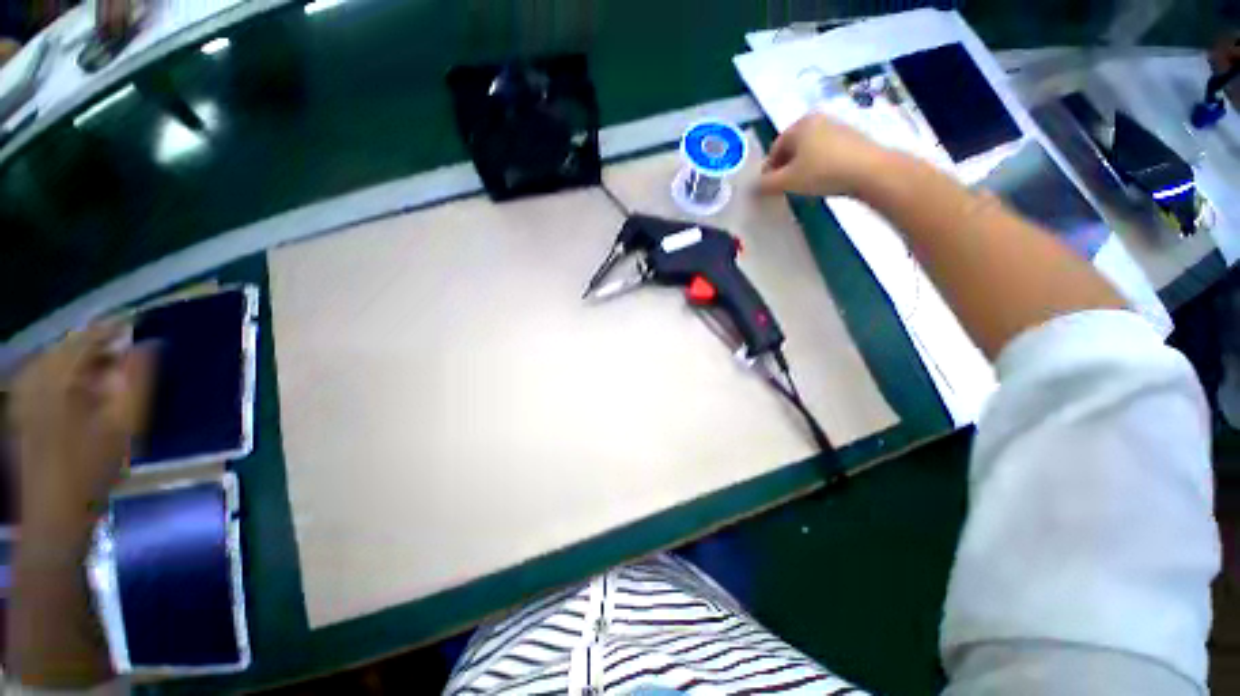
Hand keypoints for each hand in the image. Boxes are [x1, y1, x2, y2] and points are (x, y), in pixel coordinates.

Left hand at [7, 322, 153, 537]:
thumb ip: (137, 382)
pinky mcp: (21, 413)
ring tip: (106, 370)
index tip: (137, 325)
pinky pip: (42, 379)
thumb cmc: (92, 470)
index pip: (85, 338)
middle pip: (66, 348)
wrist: (54, 516)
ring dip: (81, 361)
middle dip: (96, 346)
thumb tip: (149, 345)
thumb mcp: (123, 427)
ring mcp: (23, 397)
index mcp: (57, 379)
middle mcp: (34, 380)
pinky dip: (64, 376)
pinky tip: (78, 389)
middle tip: (126, 353)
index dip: (112, 328)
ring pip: (53, 363)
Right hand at [758, 113, 890, 197]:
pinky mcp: (852, 138)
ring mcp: (837, 126)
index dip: (768, 170)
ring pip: (809, 150)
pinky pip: (825, 152)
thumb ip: (765, 184)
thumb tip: (753, 187)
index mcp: (799, 125)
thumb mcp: (787, 181)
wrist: (869, 171)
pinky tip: (821, 180)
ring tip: (802, 186)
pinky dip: (818, 165)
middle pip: (792, 147)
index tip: (768, 188)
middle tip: (783, 188)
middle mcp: (817, 119)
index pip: (775, 148)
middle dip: (784, 168)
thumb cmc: (821, 171)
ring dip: (801, 167)